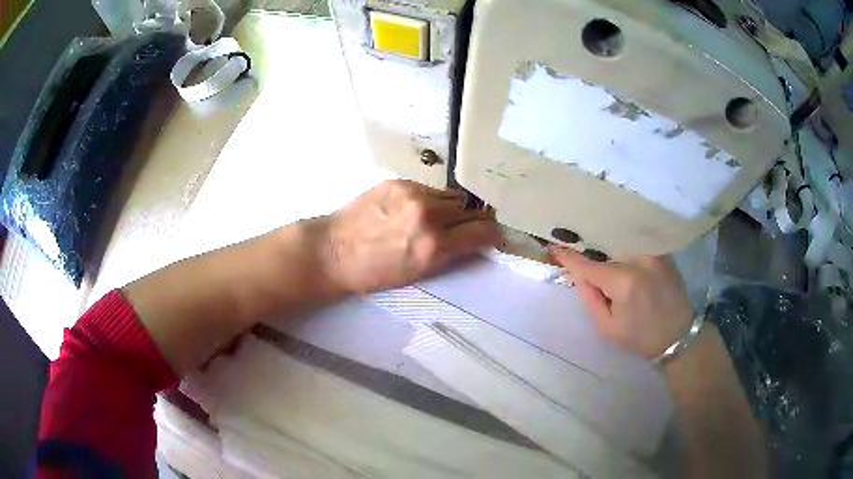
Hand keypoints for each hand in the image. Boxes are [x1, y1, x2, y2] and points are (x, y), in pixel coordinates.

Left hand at [320, 180, 501, 294]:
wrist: (332, 251)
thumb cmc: (372, 273)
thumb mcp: (416, 274)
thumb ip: (449, 256)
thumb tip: (474, 244)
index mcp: (433, 246)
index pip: (482, 232)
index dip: (493, 234)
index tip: (494, 236)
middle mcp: (428, 216)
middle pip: (471, 210)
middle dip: (475, 220)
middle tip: (470, 227)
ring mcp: (413, 194)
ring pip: (452, 196)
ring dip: (453, 208)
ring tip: (440, 218)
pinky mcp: (399, 182)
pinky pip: (430, 189)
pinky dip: (432, 200)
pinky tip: (416, 209)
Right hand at [549, 246, 692, 358]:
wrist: (678, 334)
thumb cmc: (640, 337)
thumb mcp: (607, 327)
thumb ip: (589, 298)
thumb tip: (577, 273)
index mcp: (623, 281)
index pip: (587, 264)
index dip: (568, 256)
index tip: (553, 247)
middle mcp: (638, 258)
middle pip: (604, 245)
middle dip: (587, 246)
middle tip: (572, 245)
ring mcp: (653, 251)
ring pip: (620, 239)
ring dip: (605, 241)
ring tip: (593, 243)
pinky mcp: (662, 251)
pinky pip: (636, 241)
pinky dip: (622, 242)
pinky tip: (616, 246)